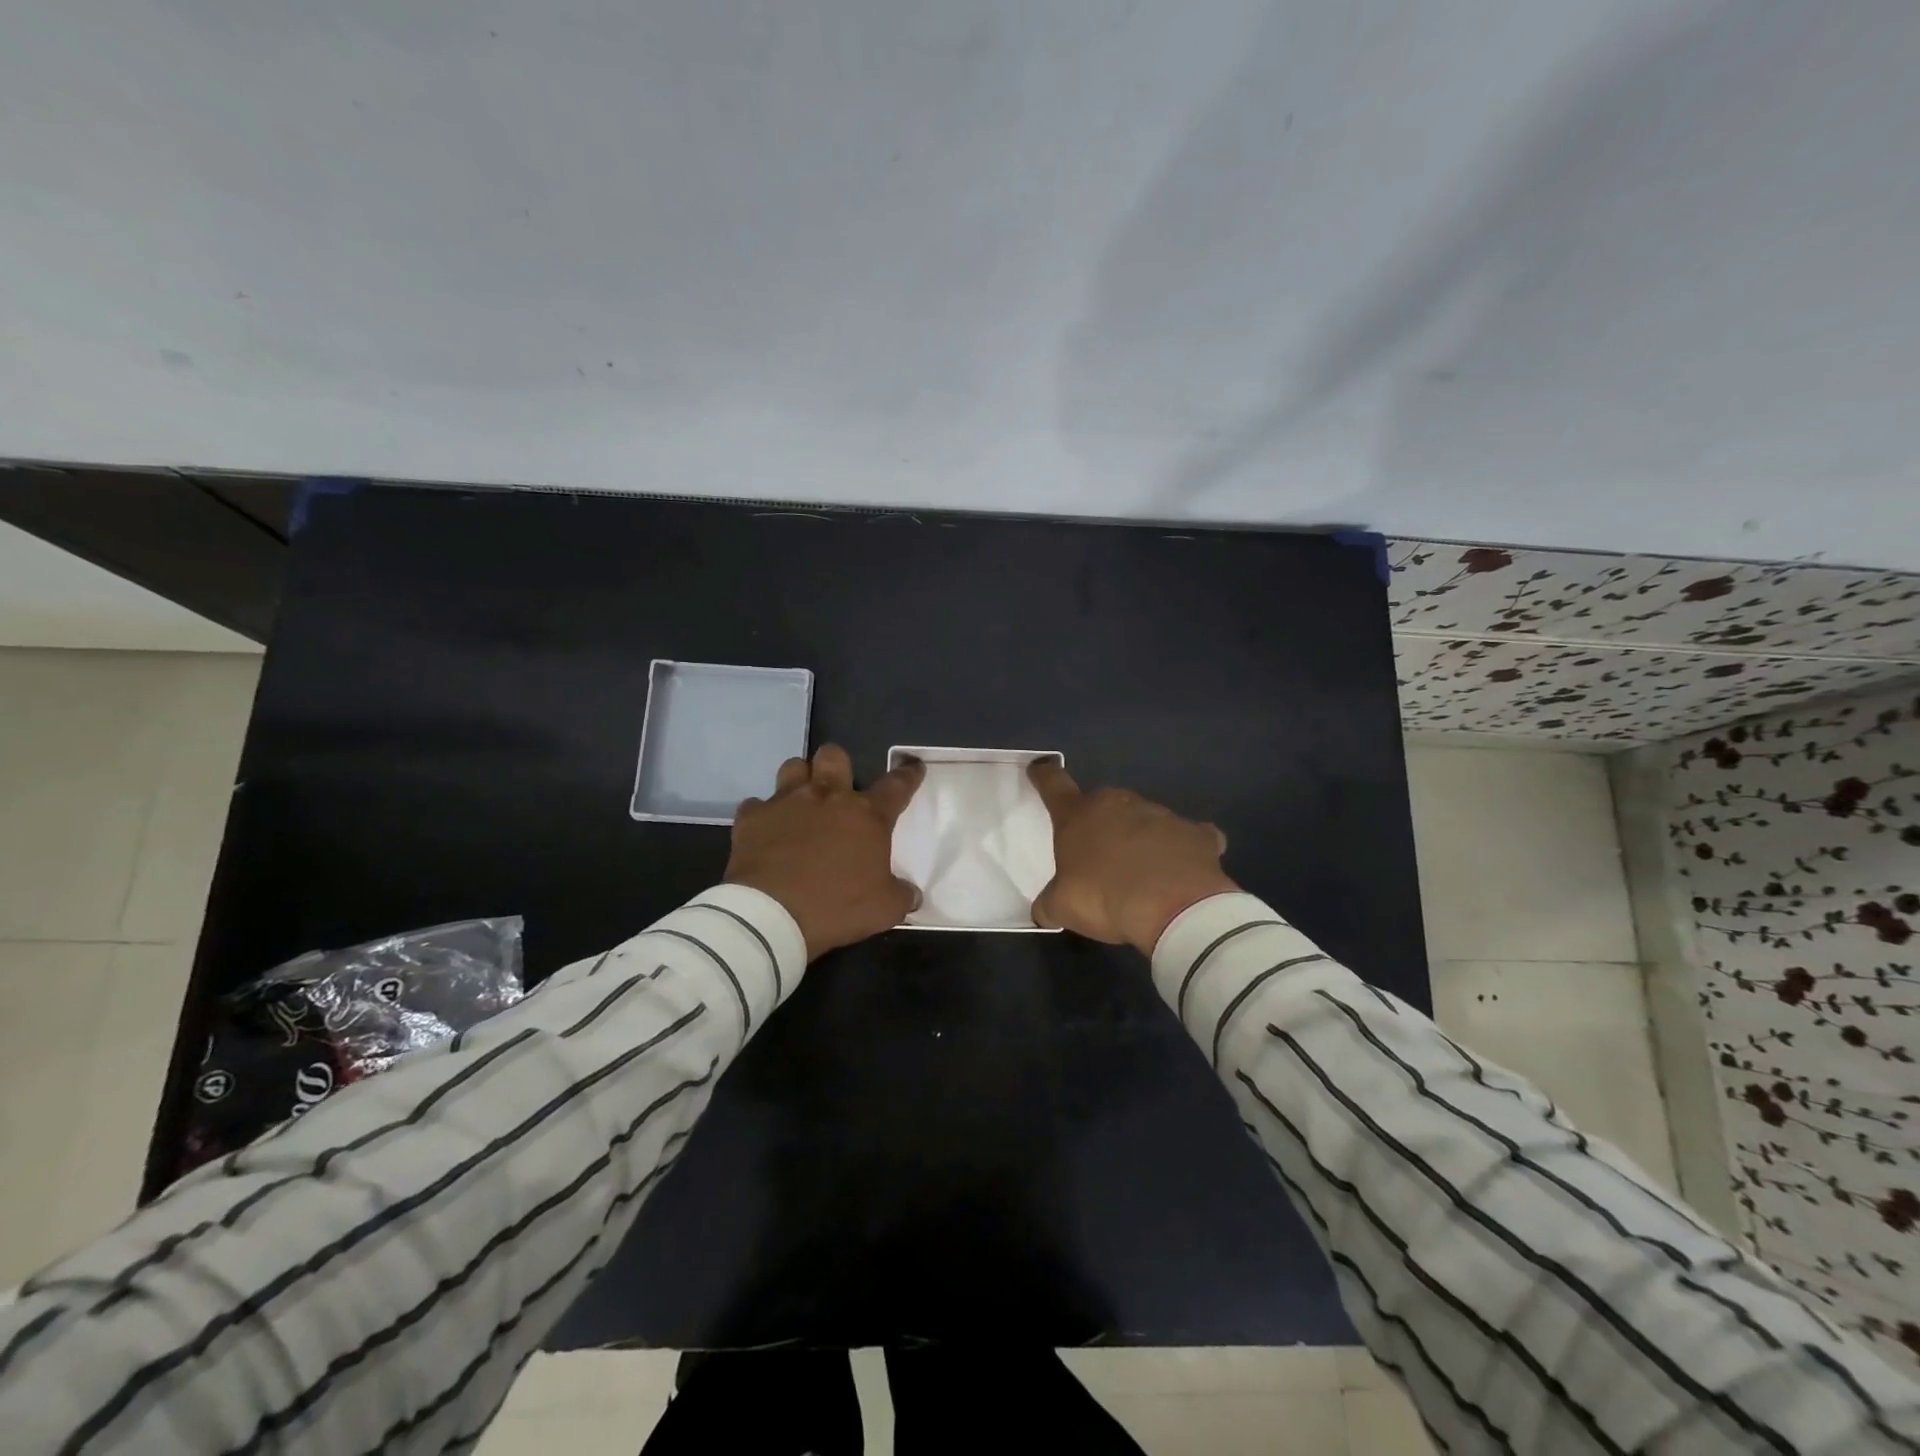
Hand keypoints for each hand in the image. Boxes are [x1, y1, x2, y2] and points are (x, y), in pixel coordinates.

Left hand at [725, 745, 924, 959]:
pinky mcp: (752, 818)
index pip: (896, 785)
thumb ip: (901, 895)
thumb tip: (911, 893)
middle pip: (834, 756)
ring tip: (801, 801)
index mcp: (866, 815)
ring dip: (800, 780)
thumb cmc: (836, 907)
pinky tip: (766, 832)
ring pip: (793, 767)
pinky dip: (763, 816)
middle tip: (838, 787)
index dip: (908, 774)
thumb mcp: (884, 909)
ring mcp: (786, 803)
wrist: (771, 916)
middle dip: (838, 765)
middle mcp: (827, 797)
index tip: (912, 766)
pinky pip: (756, 805)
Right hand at [1028, 761, 1237, 953]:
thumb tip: (1043, 909)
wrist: (1175, 909)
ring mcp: (1160, 814)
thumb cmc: (1105, 899)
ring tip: (1142, 873)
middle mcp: (1118, 804)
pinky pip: (1186, 836)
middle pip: (1102, 803)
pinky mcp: (1197, 833)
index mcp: (1078, 815)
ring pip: (1143, 819)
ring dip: (1138, 837)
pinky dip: (1182, 849)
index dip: (1044, 776)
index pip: (1054, 784)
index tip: (1040, 769)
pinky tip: (1183, 871)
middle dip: (1099, 823)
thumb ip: (1049, 903)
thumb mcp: (1062, 907)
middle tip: (1098, 855)